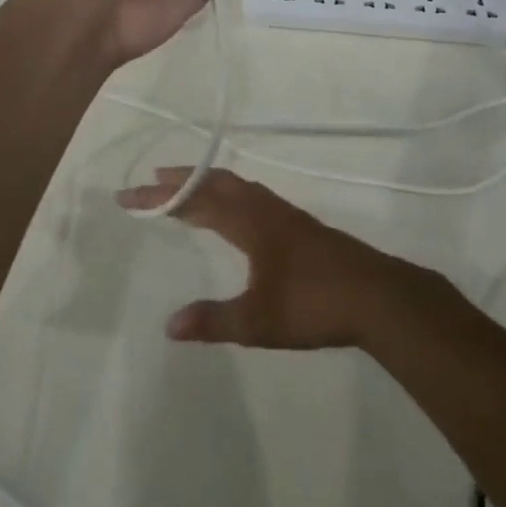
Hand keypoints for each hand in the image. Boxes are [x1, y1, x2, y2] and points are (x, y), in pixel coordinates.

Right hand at [116, 168, 423, 348]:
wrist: (377, 296)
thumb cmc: (314, 305)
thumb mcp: (258, 321)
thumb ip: (214, 320)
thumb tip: (169, 325)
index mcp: (249, 223)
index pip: (195, 201)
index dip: (160, 197)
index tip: (129, 196)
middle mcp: (264, 209)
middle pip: (215, 183)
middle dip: (181, 181)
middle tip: (151, 181)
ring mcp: (286, 215)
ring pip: (238, 186)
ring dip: (207, 183)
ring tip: (187, 190)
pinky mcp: (301, 226)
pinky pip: (253, 196)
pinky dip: (230, 194)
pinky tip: (235, 213)